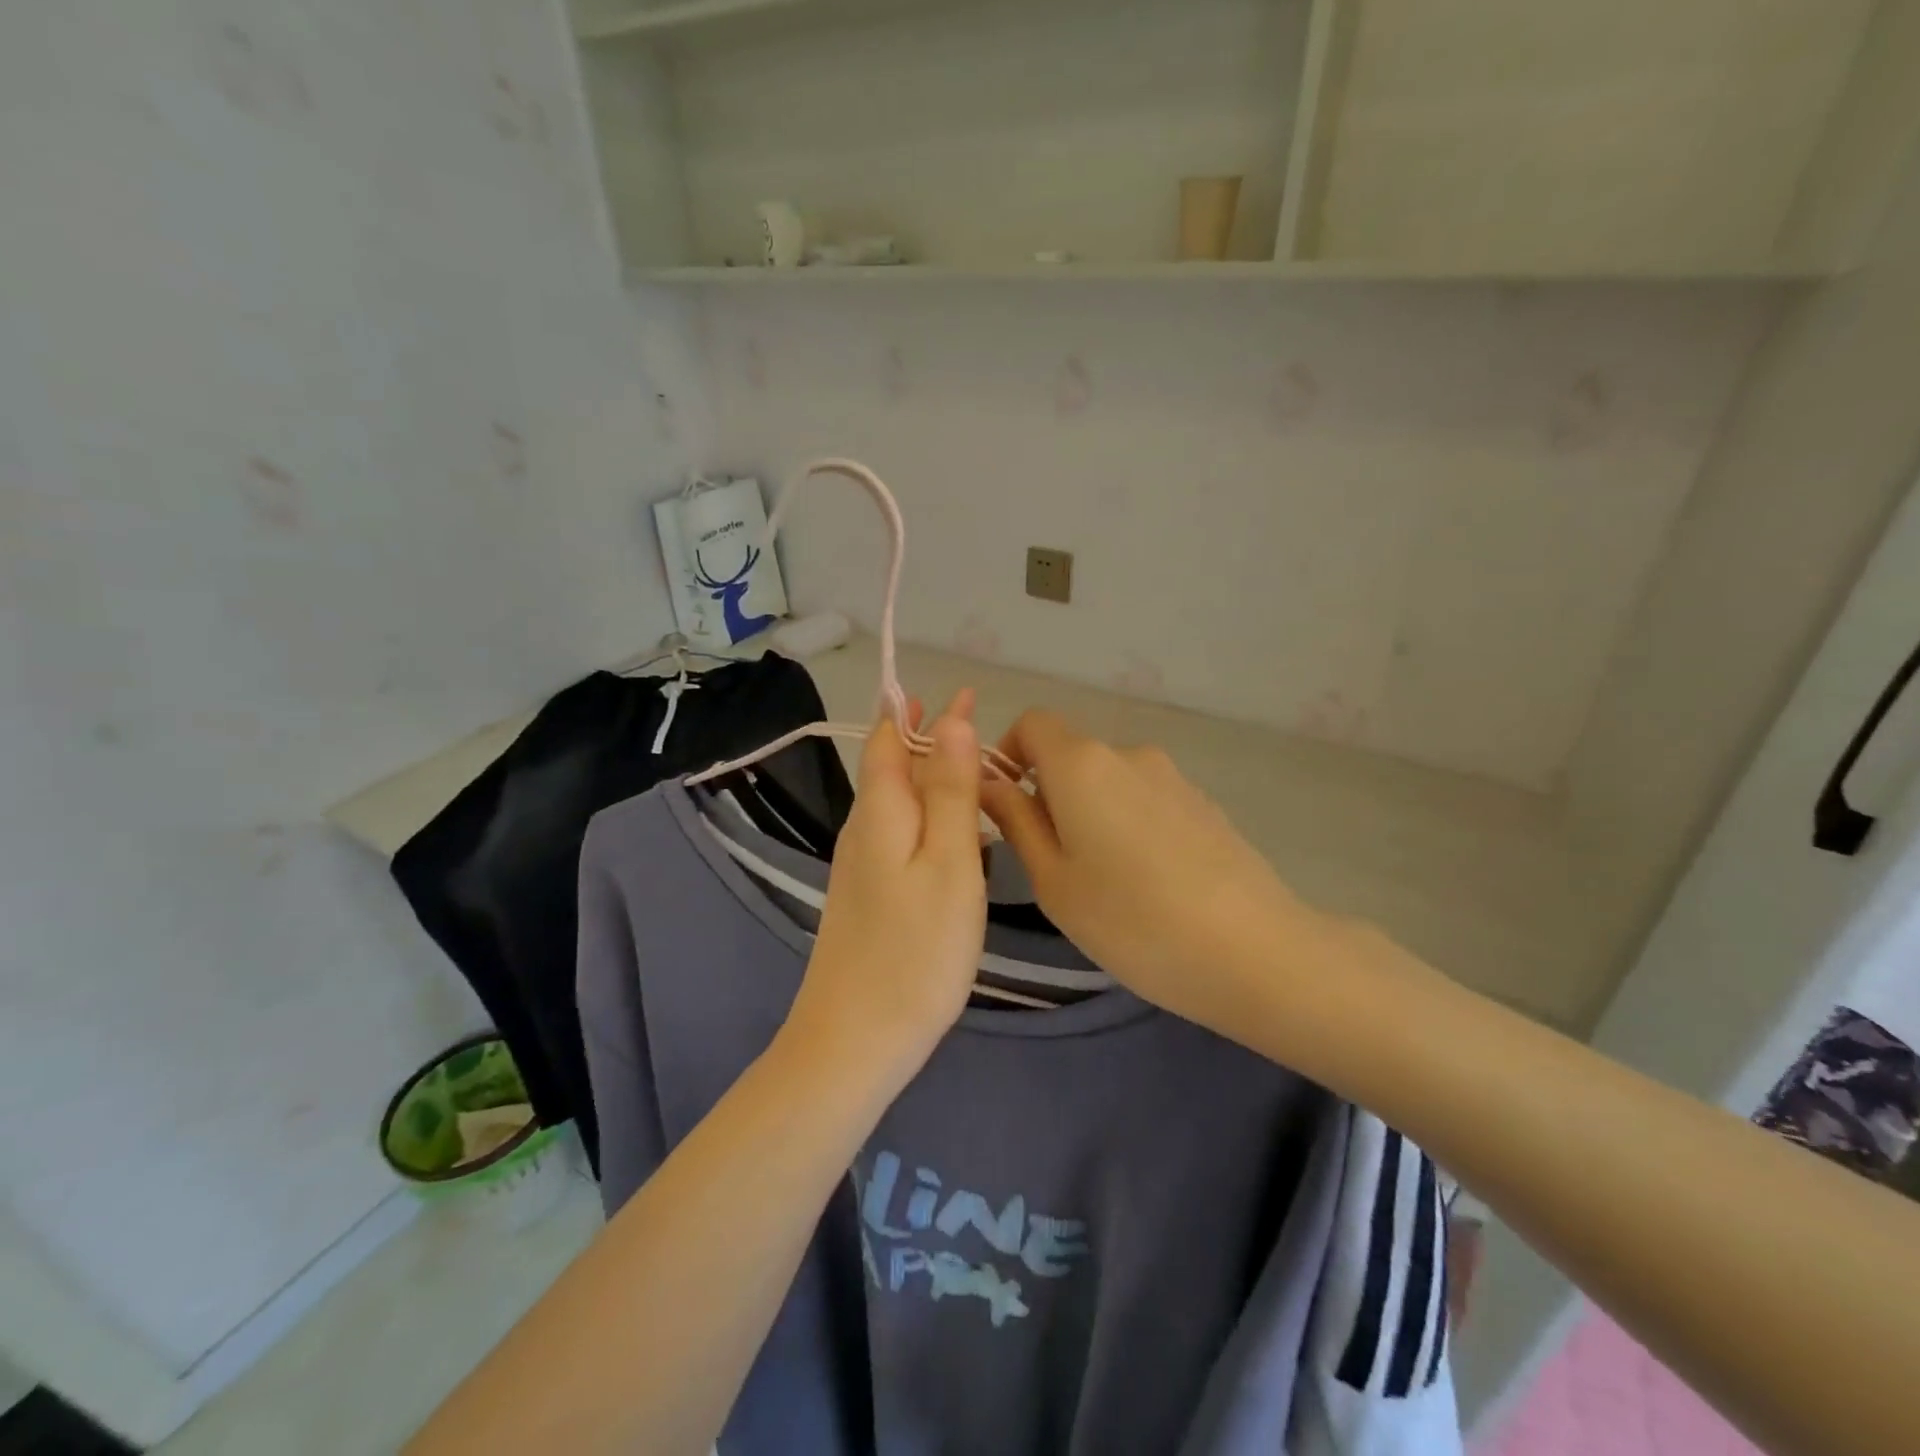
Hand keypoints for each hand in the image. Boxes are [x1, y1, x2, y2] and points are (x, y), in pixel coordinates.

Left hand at [785, 693, 988, 1069]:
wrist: (856, 1040)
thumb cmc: (915, 950)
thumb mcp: (948, 863)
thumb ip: (950, 791)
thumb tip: (951, 721)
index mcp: (881, 810)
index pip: (893, 738)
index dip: (922, 711)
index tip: (964, 694)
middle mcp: (864, 828)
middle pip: (895, 767)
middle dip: (931, 738)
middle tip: (978, 722)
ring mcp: (862, 865)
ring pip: (899, 802)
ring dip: (933, 777)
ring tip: (978, 770)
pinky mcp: (869, 895)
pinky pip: (901, 834)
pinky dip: (930, 816)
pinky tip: (957, 833)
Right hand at [979, 710, 1327, 1038]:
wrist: (1252, 951)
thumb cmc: (1131, 920)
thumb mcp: (1053, 879)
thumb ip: (1015, 821)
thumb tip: (989, 783)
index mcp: (1081, 764)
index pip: (1031, 723)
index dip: (1009, 754)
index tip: (1007, 806)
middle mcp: (1127, 754)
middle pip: (1071, 754)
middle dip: (1049, 794)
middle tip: (1054, 863)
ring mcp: (1172, 777)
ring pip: (1109, 781)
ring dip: (1091, 812)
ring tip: (1106, 882)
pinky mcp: (1204, 803)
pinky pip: (1147, 799)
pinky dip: (1130, 824)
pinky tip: (1151, 882)